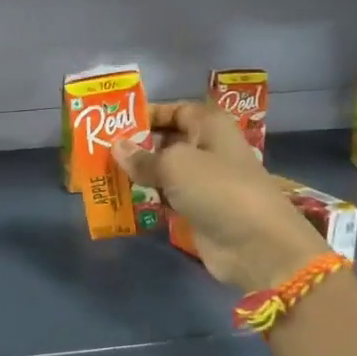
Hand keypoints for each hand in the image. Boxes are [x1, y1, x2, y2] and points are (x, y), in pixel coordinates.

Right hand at [114, 101, 327, 293]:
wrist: (257, 246)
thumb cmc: (218, 189)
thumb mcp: (175, 165)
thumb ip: (143, 156)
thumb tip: (117, 147)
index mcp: (210, 125)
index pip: (174, 110)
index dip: (146, 114)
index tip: (112, 123)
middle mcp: (208, 147)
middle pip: (167, 140)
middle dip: (136, 145)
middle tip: (99, 150)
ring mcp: (204, 181)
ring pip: (165, 170)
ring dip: (139, 173)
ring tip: (103, 174)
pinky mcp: (199, 209)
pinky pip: (168, 196)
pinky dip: (149, 197)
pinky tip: (122, 199)